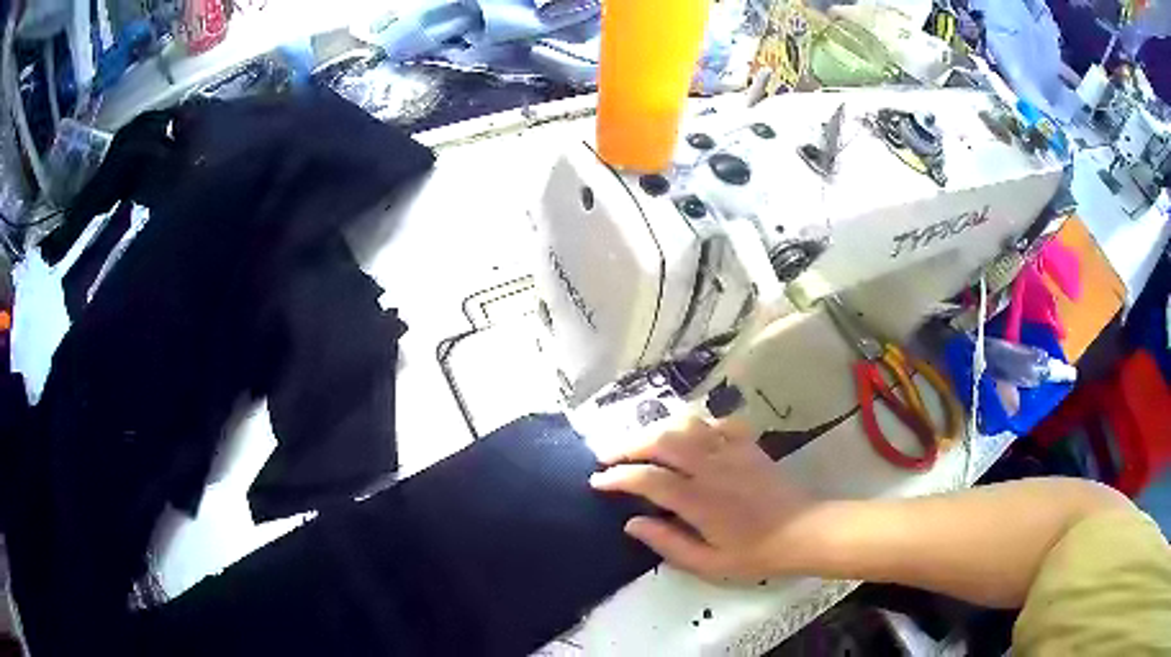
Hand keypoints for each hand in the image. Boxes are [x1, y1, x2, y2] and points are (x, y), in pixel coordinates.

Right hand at [590, 415, 817, 581]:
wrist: (803, 532)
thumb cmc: (755, 554)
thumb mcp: (708, 563)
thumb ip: (668, 543)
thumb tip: (633, 523)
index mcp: (700, 500)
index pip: (648, 479)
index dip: (617, 477)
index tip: (597, 481)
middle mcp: (712, 468)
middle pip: (662, 440)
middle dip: (628, 445)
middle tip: (609, 457)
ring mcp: (732, 451)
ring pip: (686, 424)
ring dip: (657, 430)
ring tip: (642, 444)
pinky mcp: (748, 444)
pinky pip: (717, 422)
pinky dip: (696, 425)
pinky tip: (688, 437)